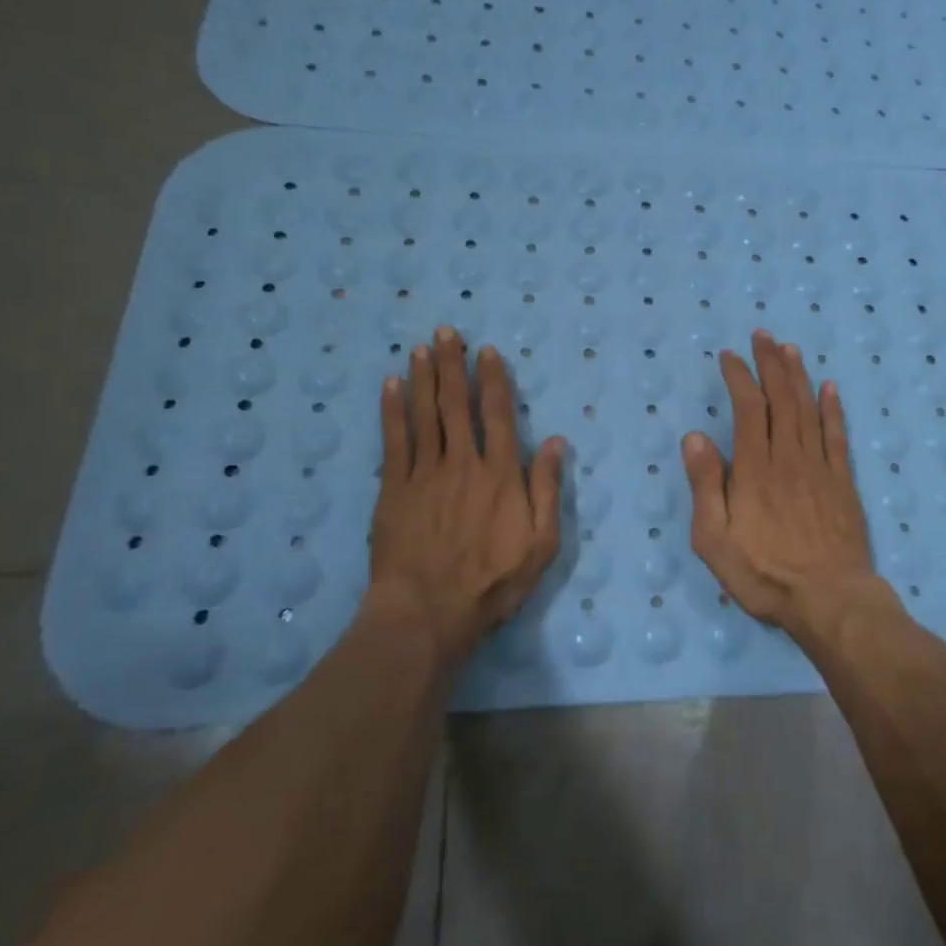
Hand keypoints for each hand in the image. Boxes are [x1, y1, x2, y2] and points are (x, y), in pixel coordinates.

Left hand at [368, 327, 564, 660]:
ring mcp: (424, 474)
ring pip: (425, 415)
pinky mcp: (393, 490)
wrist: (428, 613)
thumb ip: (547, 489)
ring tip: (422, 348)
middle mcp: (463, 463)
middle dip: (453, 365)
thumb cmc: (492, 582)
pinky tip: (390, 387)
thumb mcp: (542, 544)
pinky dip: (392, 411)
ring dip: (424, 378)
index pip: (498, 415)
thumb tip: (555, 442)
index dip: (493, 380)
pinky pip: (394, 441)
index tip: (487, 352)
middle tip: (446, 332)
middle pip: (457, 404)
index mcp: (501, 474)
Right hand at [682, 329, 882, 630]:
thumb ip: (706, 486)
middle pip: (781, 399)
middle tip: (764, 336)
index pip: (748, 409)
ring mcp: (820, 468)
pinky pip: (837, 436)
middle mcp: (789, 458)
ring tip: (790, 349)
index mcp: (755, 469)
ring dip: (798, 376)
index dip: (739, 377)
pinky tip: (830, 388)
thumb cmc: (765, 574)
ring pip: (808, 409)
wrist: (831, 600)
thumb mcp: (715, 539)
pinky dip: (833, 409)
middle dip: (770, 364)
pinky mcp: (843, 483)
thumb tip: (695, 436)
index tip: (730, 356)